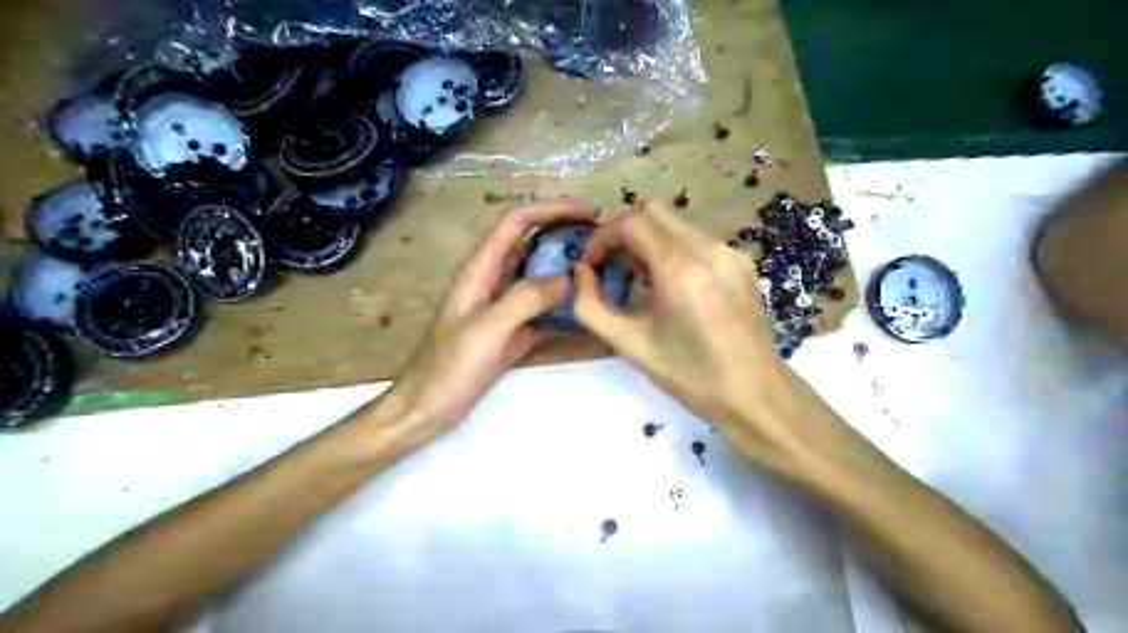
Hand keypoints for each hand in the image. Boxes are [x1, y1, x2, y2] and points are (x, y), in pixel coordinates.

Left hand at [390, 201, 597, 432]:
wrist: (425, 410)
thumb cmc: (447, 369)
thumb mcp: (486, 330)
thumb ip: (524, 299)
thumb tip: (568, 278)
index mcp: (479, 270)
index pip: (516, 223)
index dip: (551, 209)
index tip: (589, 211)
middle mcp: (493, 282)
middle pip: (531, 245)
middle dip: (565, 235)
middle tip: (603, 241)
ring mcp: (504, 308)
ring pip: (540, 277)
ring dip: (568, 270)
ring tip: (603, 271)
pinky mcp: (512, 332)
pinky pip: (543, 310)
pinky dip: (564, 305)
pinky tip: (587, 310)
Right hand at [576, 199, 814, 468]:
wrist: (755, 394)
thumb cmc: (690, 376)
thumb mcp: (630, 345)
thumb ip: (591, 307)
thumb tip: (580, 273)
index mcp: (682, 270)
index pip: (632, 222)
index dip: (603, 236)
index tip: (591, 265)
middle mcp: (709, 249)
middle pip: (654, 210)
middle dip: (623, 232)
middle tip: (613, 268)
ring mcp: (730, 252)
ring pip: (675, 223)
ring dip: (647, 240)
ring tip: (641, 282)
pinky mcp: (741, 262)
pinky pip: (695, 238)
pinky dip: (671, 249)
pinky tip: (670, 286)